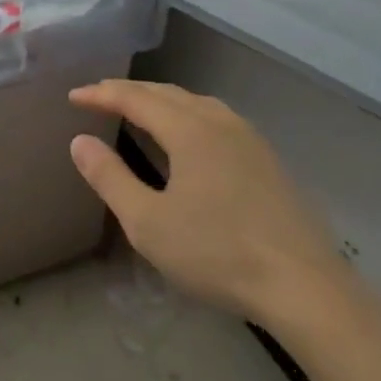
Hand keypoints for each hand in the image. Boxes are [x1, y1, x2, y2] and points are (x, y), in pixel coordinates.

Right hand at [68, 80, 342, 327]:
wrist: (307, 289)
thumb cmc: (218, 254)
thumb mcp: (148, 223)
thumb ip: (109, 178)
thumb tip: (80, 142)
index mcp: (189, 130)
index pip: (134, 98)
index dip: (100, 94)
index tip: (72, 97)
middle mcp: (219, 122)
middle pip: (165, 92)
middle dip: (127, 91)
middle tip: (97, 96)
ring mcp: (249, 139)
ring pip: (195, 101)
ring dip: (159, 99)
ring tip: (138, 108)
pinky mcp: (268, 160)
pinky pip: (216, 117)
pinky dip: (187, 112)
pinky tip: (188, 134)